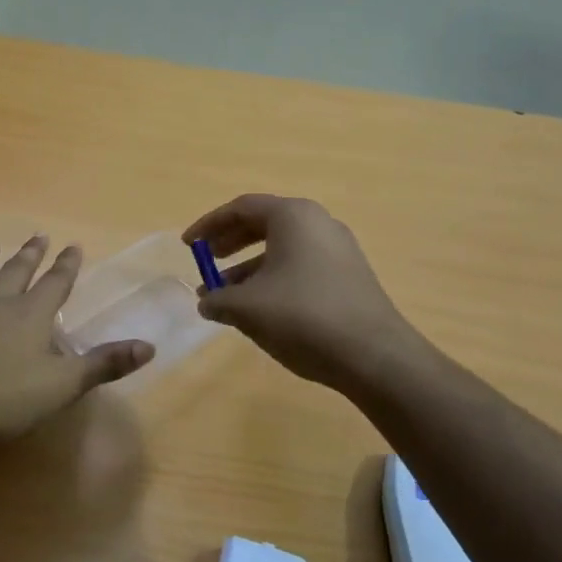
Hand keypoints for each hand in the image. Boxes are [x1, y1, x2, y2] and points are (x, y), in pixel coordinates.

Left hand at [0, 235, 153, 454]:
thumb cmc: (6, 398)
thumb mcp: (64, 384)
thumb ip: (105, 363)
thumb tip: (149, 346)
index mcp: (30, 315)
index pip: (55, 283)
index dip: (66, 265)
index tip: (73, 245)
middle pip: (15, 273)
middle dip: (29, 255)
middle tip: (37, 236)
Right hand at [183, 195, 414, 393]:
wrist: (373, 354)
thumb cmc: (303, 316)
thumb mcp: (248, 308)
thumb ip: (218, 299)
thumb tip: (207, 301)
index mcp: (293, 216)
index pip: (242, 208)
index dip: (209, 225)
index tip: (188, 244)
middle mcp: (318, 223)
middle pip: (264, 224)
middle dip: (229, 243)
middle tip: (206, 262)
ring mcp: (338, 249)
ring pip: (283, 249)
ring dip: (249, 268)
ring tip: (225, 296)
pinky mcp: (348, 276)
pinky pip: (301, 266)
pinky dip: (274, 279)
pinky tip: (260, 309)